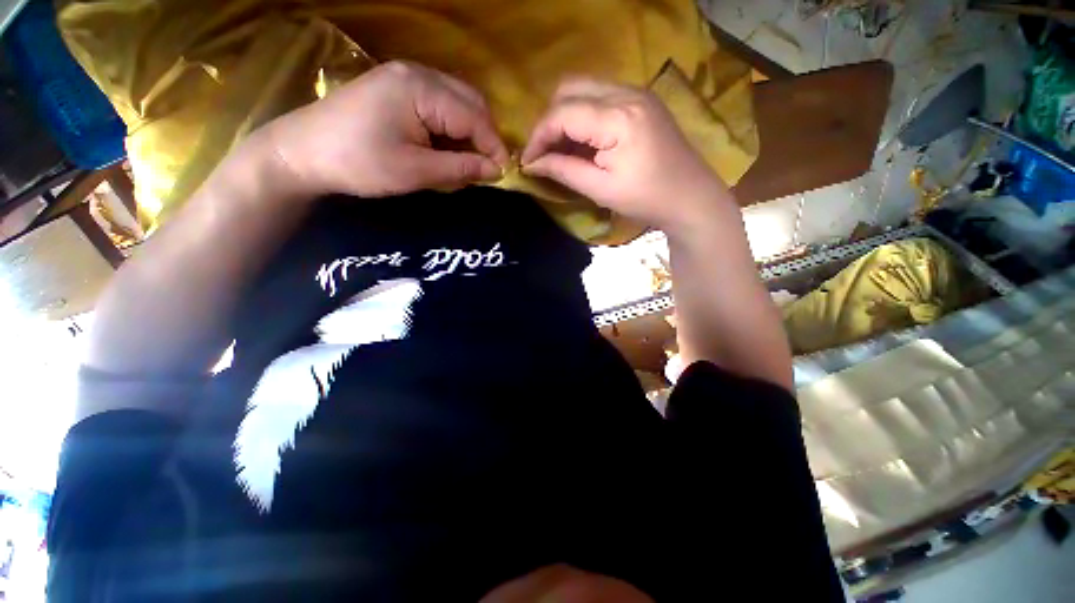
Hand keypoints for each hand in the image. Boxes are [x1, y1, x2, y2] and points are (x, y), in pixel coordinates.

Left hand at [263, 61, 509, 197]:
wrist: (302, 151)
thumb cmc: (359, 162)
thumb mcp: (415, 172)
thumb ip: (460, 168)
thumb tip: (496, 170)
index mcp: (422, 89)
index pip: (475, 117)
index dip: (494, 147)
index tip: (503, 174)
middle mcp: (418, 73)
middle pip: (470, 103)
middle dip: (484, 137)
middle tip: (485, 169)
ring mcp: (406, 78)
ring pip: (457, 103)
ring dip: (468, 133)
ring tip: (466, 162)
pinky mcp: (397, 89)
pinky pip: (439, 105)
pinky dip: (450, 129)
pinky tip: (445, 149)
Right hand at [520, 78, 732, 233]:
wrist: (690, 197)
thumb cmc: (646, 199)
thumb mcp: (600, 190)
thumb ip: (564, 171)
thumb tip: (532, 164)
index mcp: (618, 117)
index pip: (562, 113)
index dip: (538, 136)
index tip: (527, 161)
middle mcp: (627, 93)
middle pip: (570, 88)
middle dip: (549, 120)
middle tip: (544, 153)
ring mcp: (637, 92)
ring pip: (584, 88)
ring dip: (565, 116)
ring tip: (560, 149)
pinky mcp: (641, 100)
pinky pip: (600, 96)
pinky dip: (583, 115)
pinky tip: (582, 141)